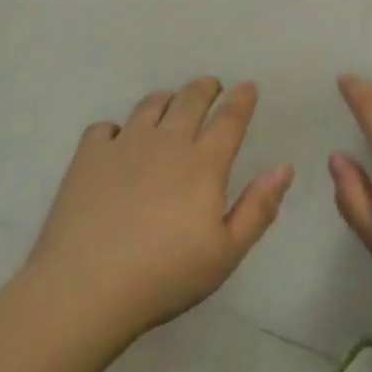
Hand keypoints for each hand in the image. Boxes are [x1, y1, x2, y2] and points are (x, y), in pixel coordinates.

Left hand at [25, 79, 293, 339]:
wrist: (87, 286)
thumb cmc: (165, 275)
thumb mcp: (226, 252)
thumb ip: (258, 207)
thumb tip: (284, 167)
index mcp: (203, 164)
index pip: (229, 120)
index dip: (242, 100)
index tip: (248, 86)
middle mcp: (166, 143)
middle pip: (189, 101)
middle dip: (205, 88)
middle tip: (212, 85)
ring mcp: (123, 145)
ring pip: (149, 106)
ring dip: (166, 98)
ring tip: (170, 101)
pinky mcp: (88, 156)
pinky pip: (105, 127)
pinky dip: (117, 128)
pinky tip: (117, 140)